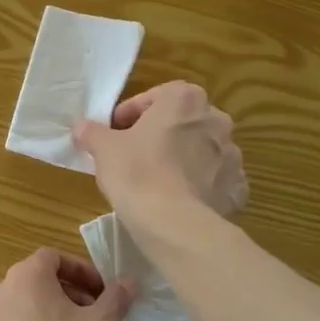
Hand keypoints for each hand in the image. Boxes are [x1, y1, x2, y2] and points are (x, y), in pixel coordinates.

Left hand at [0, 249, 131, 320]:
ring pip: (15, 313)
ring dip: (39, 320)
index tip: (101, 294)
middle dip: (63, 296)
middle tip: (88, 320)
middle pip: (33, 284)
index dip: (80, 271)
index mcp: (24, 279)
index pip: (53, 258)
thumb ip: (116, 297)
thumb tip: (128, 280)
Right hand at [73, 81, 246, 228]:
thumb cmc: (137, 172)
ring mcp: (232, 155)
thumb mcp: (103, 148)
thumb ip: (92, 132)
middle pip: (181, 122)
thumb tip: (82, 127)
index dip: (130, 114)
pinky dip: (202, 185)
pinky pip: (216, 180)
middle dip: (160, 134)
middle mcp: (216, 120)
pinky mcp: (237, 187)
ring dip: (183, 158)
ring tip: (158, 180)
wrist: (173, 223)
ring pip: (201, 150)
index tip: (114, 133)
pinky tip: (182, 199)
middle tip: (135, 154)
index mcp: (185, 99)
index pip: (153, 97)